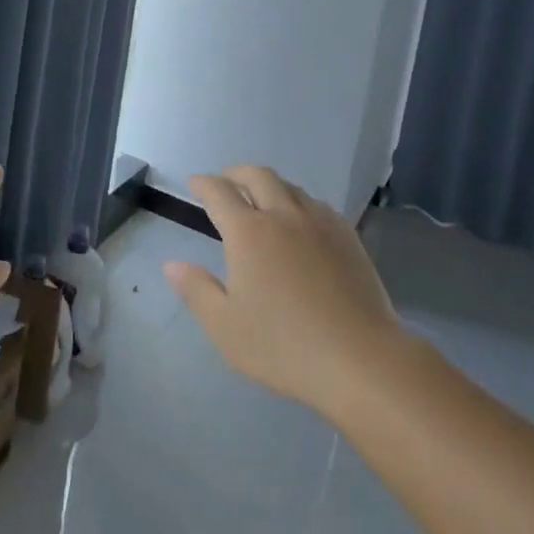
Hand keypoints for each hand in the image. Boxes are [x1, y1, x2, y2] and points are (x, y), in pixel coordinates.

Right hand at [165, 166, 420, 418]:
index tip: (194, 184)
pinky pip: (317, 205)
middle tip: (226, 183)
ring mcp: (319, 223)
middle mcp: (282, 215)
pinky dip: (298, 202)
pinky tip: (301, 222)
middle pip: (257, 175)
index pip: (219, 193)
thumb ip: (196, 291)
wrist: (361, 359)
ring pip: (289, 187)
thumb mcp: (226, 327)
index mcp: (248, 232)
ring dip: (269, 185)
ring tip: (262, 201)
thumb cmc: (285, 346)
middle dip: (236, 174)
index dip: (203, 184)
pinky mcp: (348, 237)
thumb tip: (172, 265)